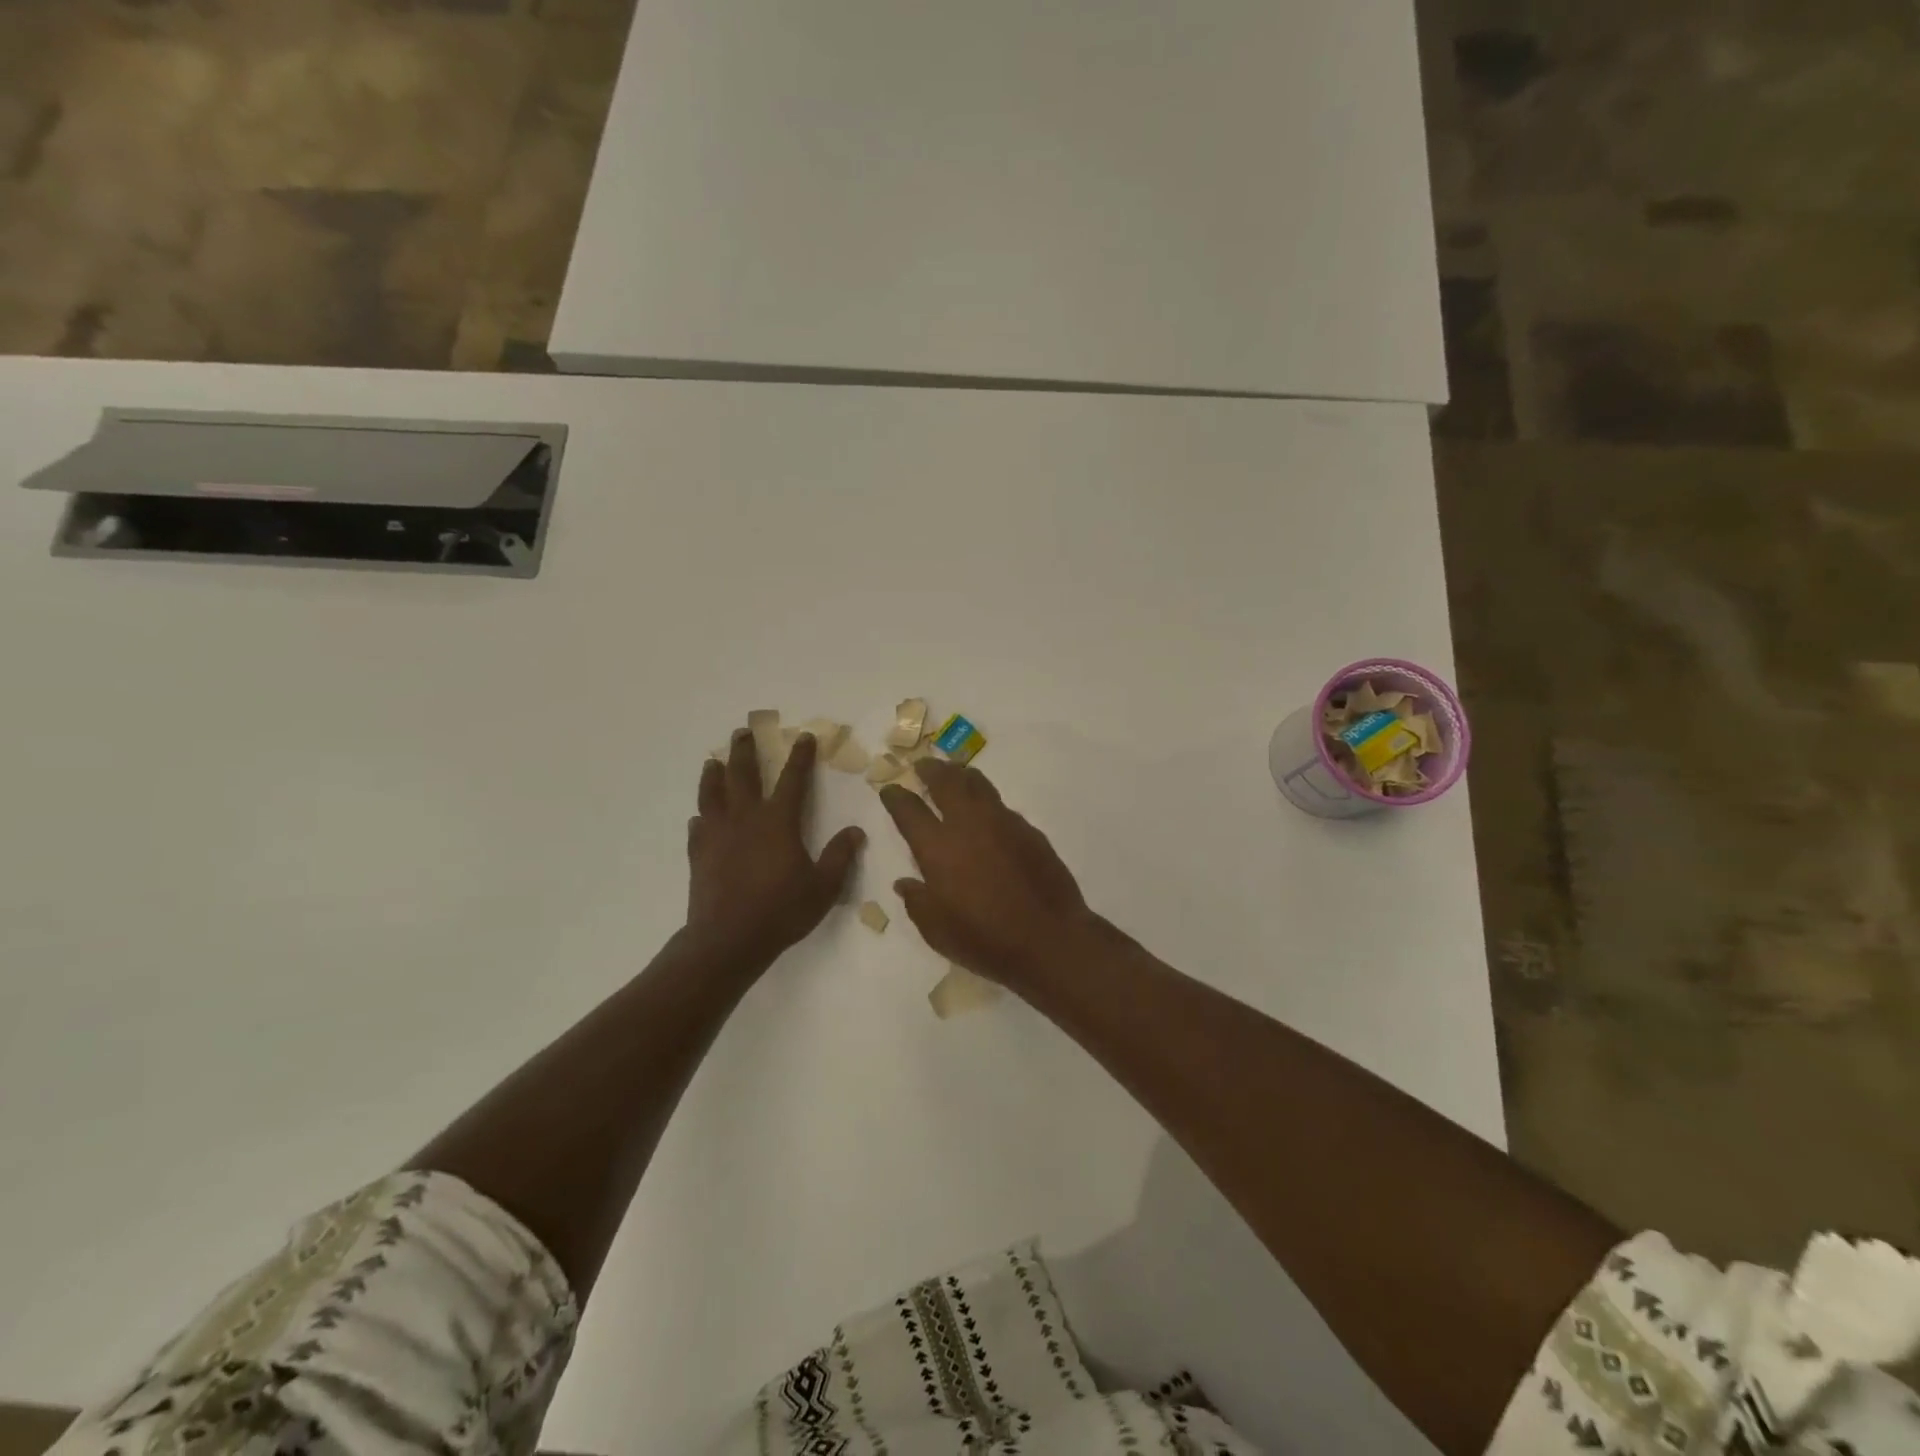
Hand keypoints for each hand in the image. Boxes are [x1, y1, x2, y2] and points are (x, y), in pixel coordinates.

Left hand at [686, 726, 865, 968]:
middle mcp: (745, 819)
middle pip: (743, 775)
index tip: (803, 736)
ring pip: (712, 794)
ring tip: (714, 761)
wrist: (728, 940)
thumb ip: (840, 856)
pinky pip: (697, 827)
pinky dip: (700, 817)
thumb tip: (855, 831)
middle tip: (743, 731)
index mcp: (778, 821)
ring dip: (714, 774)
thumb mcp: (823, 887)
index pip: (792, 779)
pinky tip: (699, 817)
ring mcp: (717, 835)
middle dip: (745, 750)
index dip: (800, 756)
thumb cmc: (781, 911)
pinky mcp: (699, 854)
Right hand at [880, 758, 1103, 990]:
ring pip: (978, 784)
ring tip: (954, 774)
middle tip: (923, 765)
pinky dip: (987, 802)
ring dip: (961, 775)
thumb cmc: (985, 940)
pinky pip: (1001, 806)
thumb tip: (906, 883)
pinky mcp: (1029, 830)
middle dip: (931, 769)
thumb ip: (917, 902)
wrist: (1049, 938)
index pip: (909, 810)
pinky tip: (987, 814)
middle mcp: (968, 824)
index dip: (896, 797)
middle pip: (946, 782)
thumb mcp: (937, 930)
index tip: (890, 789)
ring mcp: (1002, 822)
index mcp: (938, 847)